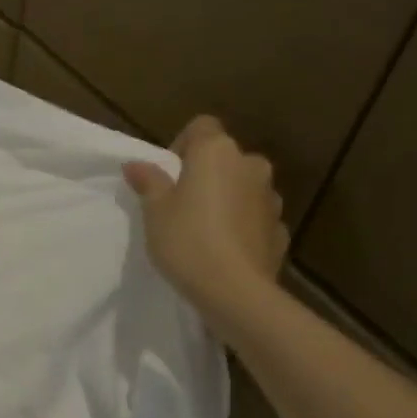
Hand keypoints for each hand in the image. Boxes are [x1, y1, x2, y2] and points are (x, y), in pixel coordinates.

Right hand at [123, 115, 288, 327]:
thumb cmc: (186, 241)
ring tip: (204, 229)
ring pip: (243, 186)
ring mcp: (271, 197)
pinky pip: (255, 216)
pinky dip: (241, 224)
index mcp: (217, 153)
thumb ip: (149, 182)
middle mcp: (250, 165)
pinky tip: (224, 249)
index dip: (182, 145)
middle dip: (205, 174)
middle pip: (224, 157)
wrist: (234, 291)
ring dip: (226, 198)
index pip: (201, 126)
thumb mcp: (154, 211)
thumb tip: (136, 164)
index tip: (168, 175)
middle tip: (181, 204)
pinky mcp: (280, 227)